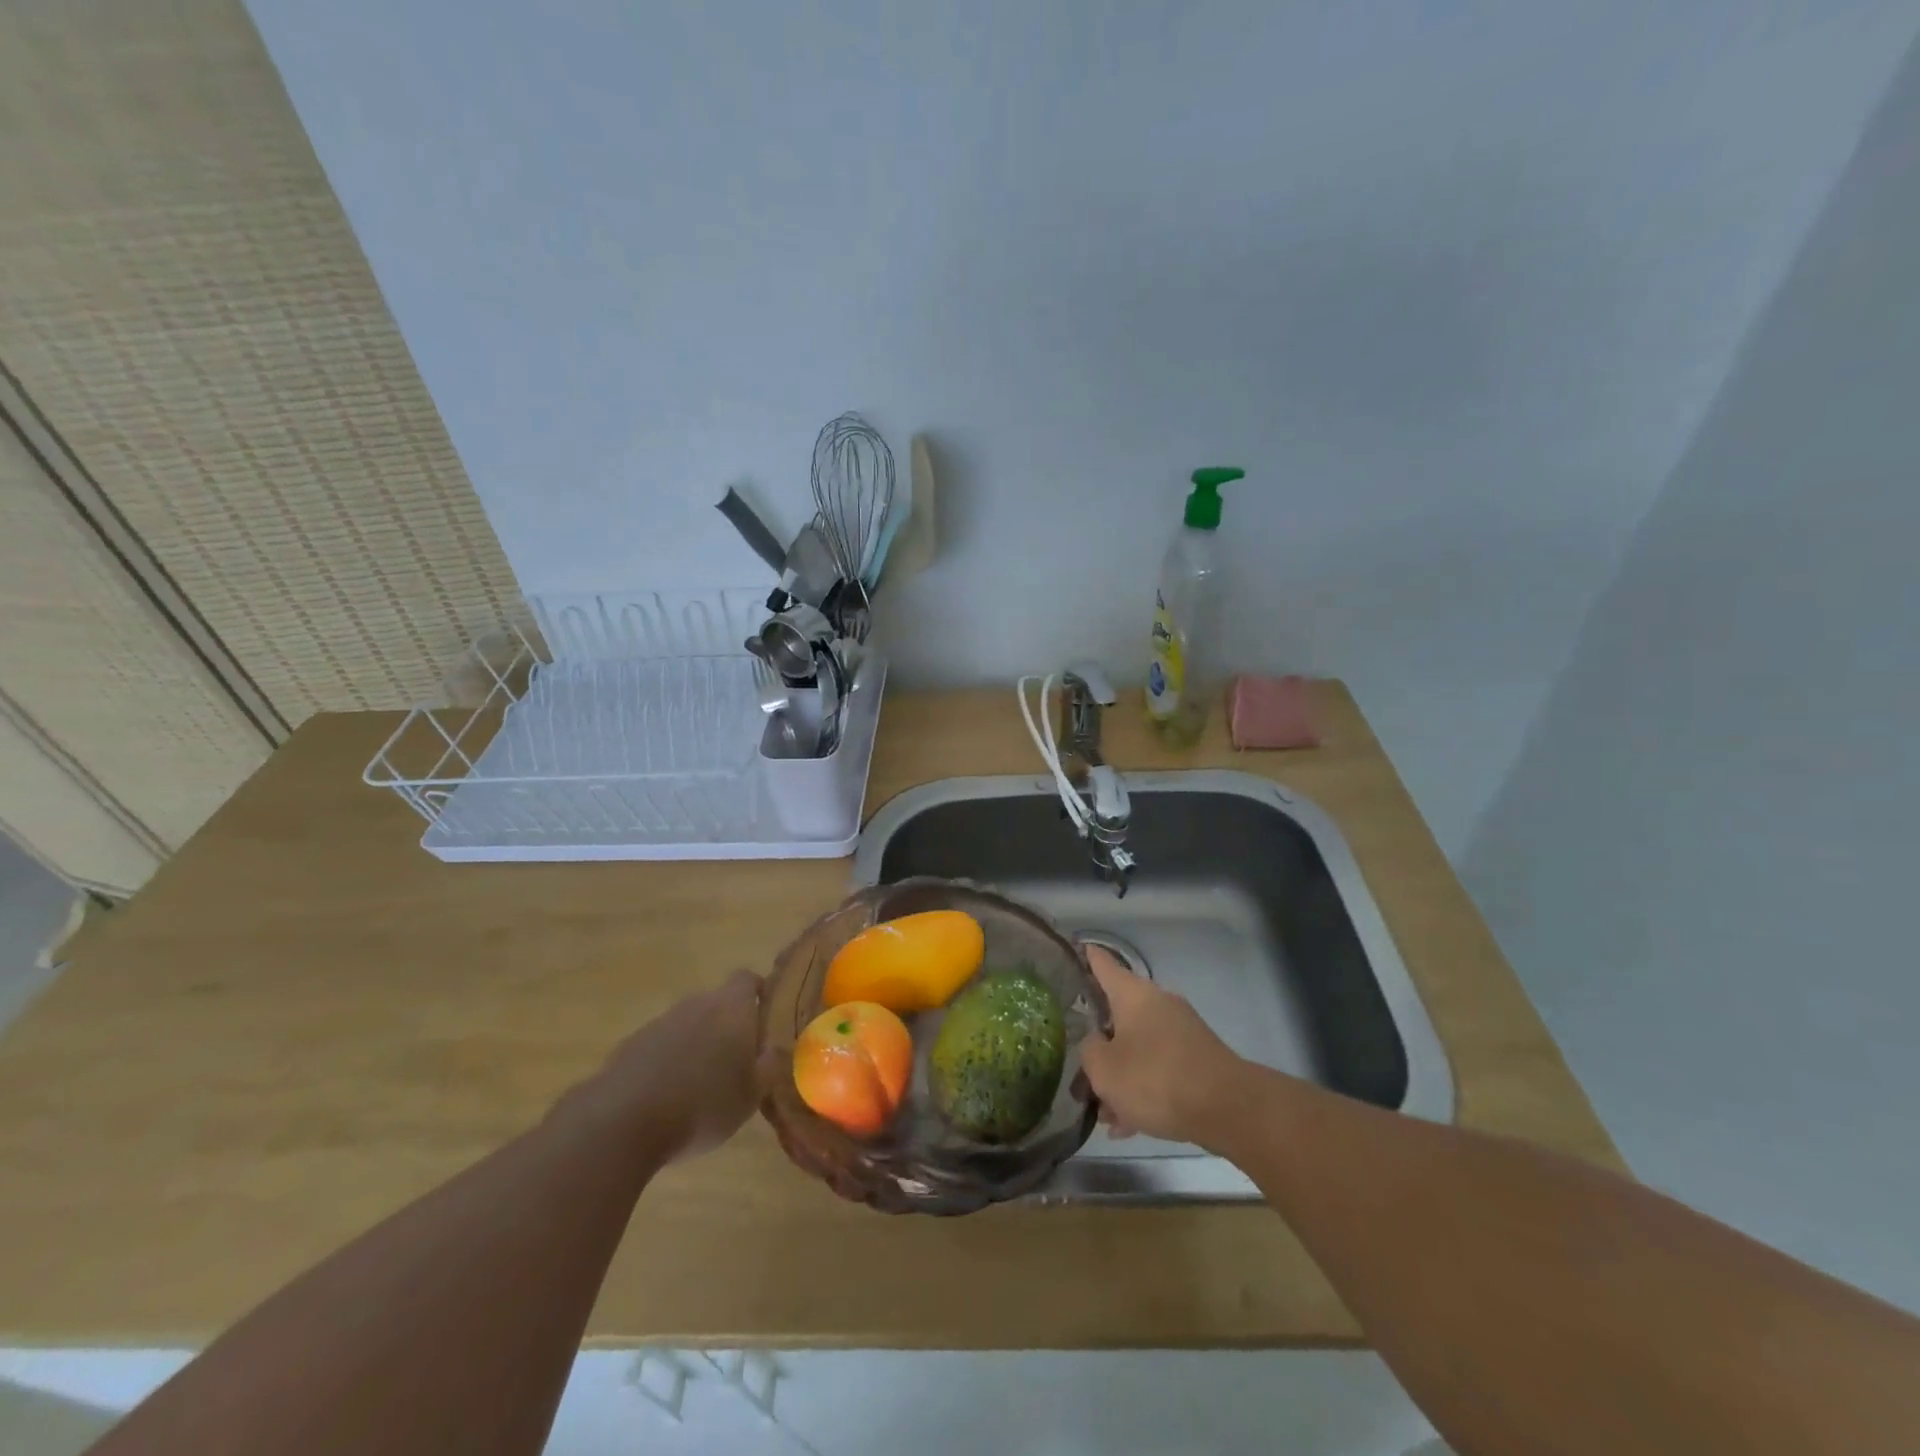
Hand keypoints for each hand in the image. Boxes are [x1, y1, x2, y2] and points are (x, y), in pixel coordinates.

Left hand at [580, 970, 764, 1162]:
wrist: (623, 1122)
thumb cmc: (703, 1104)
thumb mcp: (752, 1094)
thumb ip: (769, 1066)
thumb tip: (777, 1049)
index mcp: (731, 1007)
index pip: (748, 980)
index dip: (758, 994)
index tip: (765, 1017)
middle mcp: (695, 1004)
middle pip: (716, 1003)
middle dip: (727, 1025)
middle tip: (736, 1059)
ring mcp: (659, 1023)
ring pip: (686, 1025)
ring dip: (695, 1044)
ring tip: (700, 1084)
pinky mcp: (629, 1047)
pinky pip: (658, 1047)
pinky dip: (666, 1063)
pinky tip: (667, 1098)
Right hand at [1080, 946, 1244, 1145]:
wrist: (1227, 1108)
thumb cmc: (1155, 1078)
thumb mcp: (1104, 1069)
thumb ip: (1089, 1051)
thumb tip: (1096, 1043)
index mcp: (1132, 994)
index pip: (1103, 964)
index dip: (1086, 958)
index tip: (1074, 951)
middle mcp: (1158, 1003)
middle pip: (1118, 1015)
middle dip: (1098, 1043)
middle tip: (1078, 1068)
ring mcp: (1181, 1030)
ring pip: (1138, 1048)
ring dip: (1120, 1075)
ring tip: (1103, 1112)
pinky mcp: (1197, 1059)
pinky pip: (1159, 1069)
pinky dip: (1143, 1089)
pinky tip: (1129, 1125)